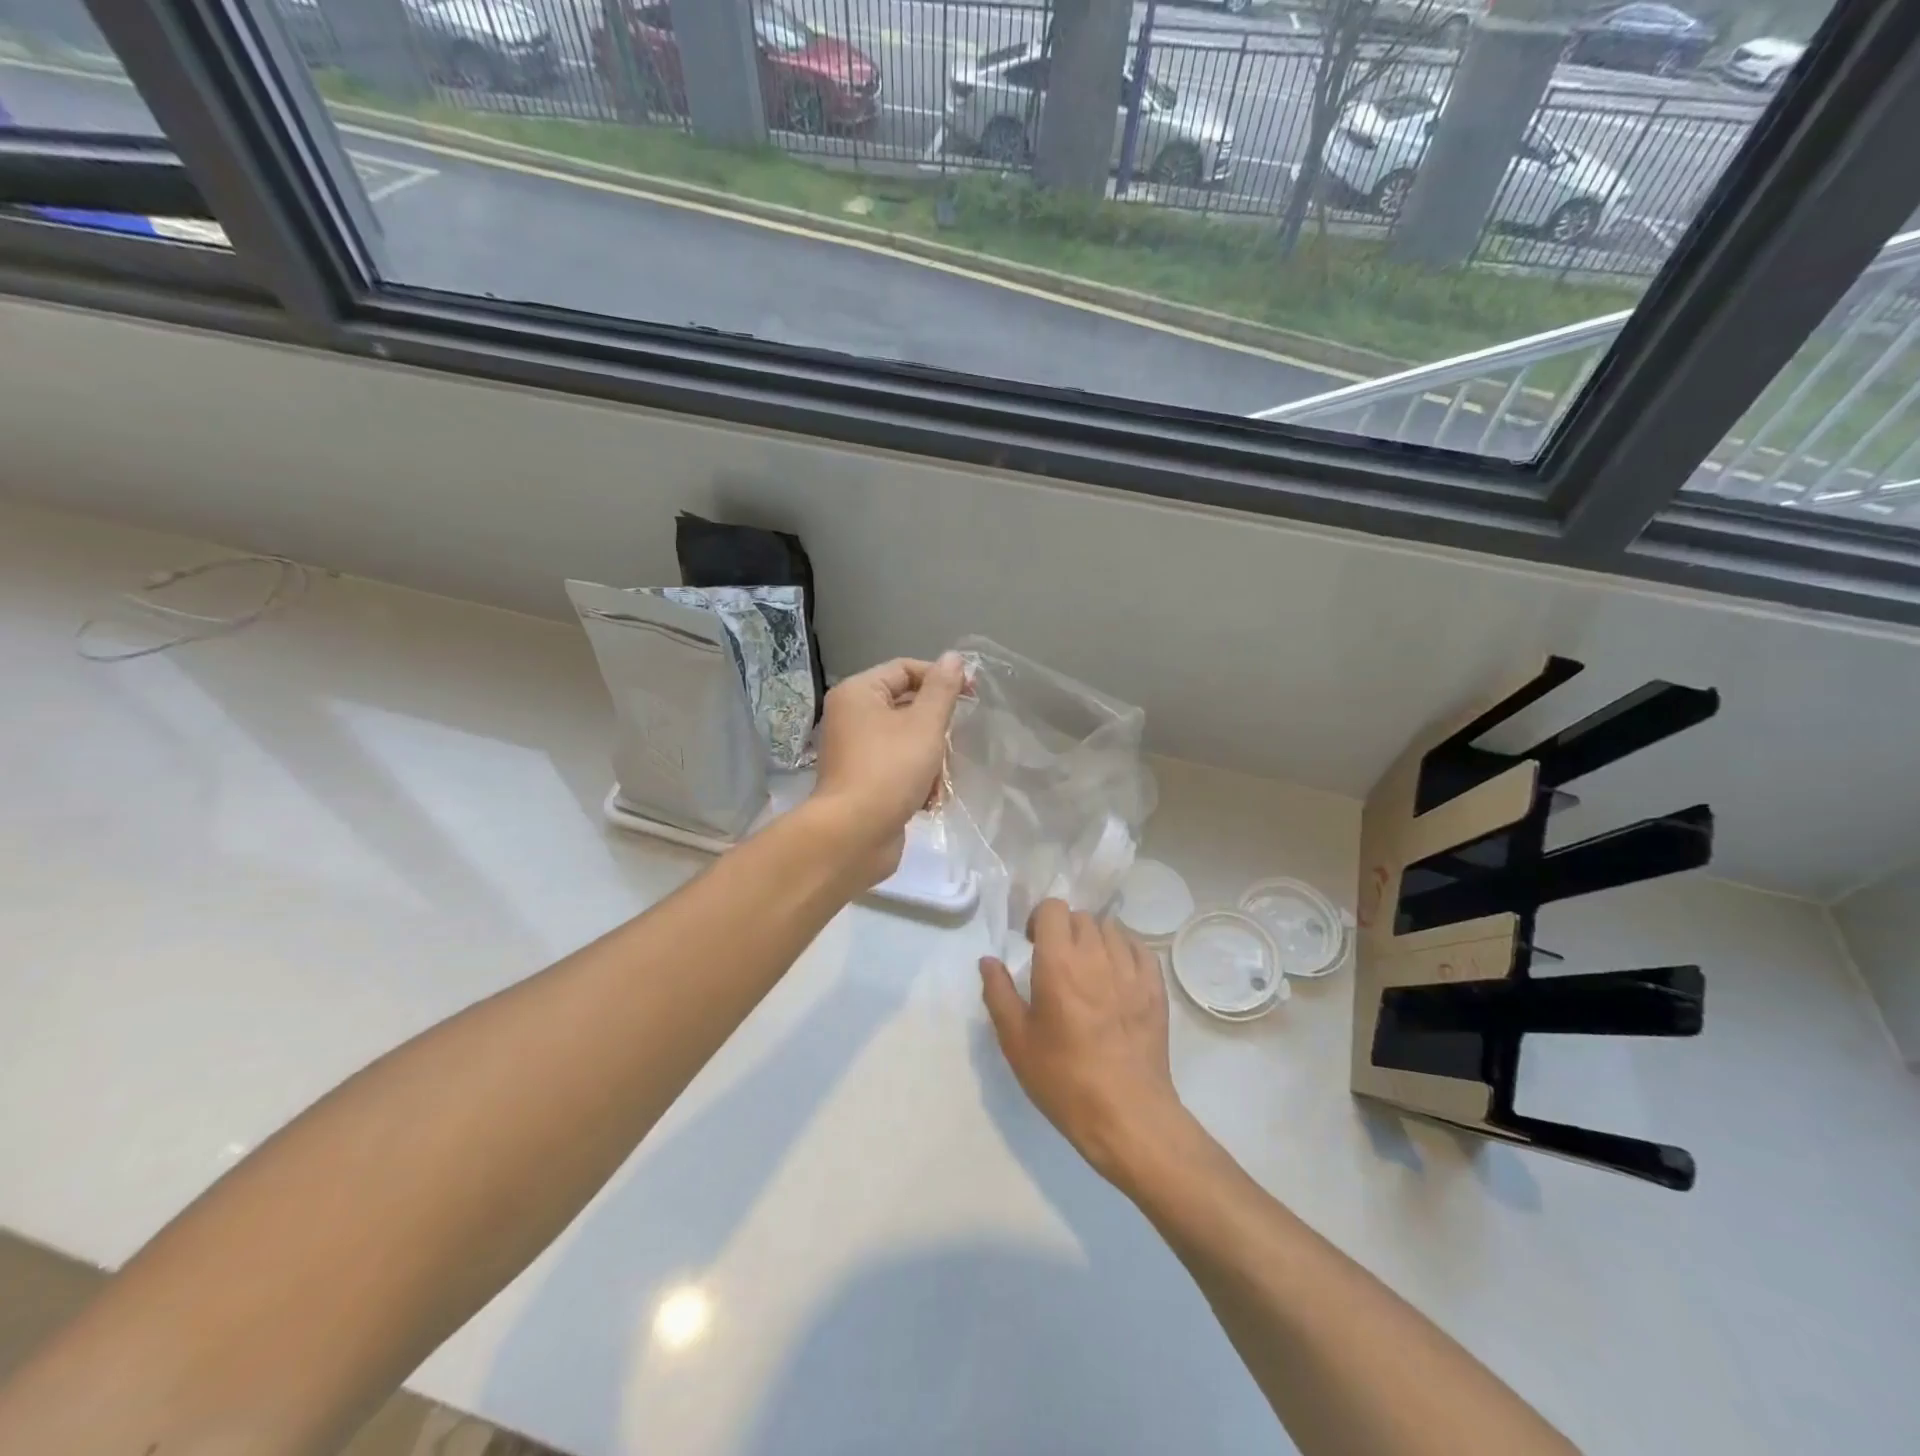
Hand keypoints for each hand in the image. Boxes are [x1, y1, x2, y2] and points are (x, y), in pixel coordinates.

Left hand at [812, 653, 966, 884]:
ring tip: (938, 781)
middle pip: (907, 707)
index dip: (940, 677)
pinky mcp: (863, 782)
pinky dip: (917, 781)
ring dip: (931, 760)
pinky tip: (928, 801)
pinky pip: (898, 768)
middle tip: (953, 744)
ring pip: (907, 741)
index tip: (973, 694)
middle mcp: (851, 717)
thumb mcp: (924, 725)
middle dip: (936, 729)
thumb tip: (953, 658)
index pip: (905, 669)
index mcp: (858, 693)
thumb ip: (942, 689)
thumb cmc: (890, 770)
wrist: (854, 835)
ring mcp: (855, 752)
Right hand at [980, 901, 1189, 1184]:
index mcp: (1058, 963)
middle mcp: (1096, 956)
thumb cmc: (1064, 1079)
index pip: (1053, 908)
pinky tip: (1117, 974)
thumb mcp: (1016, 1041)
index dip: (1039, 919)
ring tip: (1088, 968)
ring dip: (1094, 939)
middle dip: (1065, 930)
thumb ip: (999, 993)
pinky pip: (1140, 949)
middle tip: (1056, 960)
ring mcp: (1131, 970)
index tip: (1032, 944)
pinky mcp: (1155, 988)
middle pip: (1081, 917)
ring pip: (1111, 929)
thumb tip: (988, 960)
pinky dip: (1125, 950)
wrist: (1126, 1115)